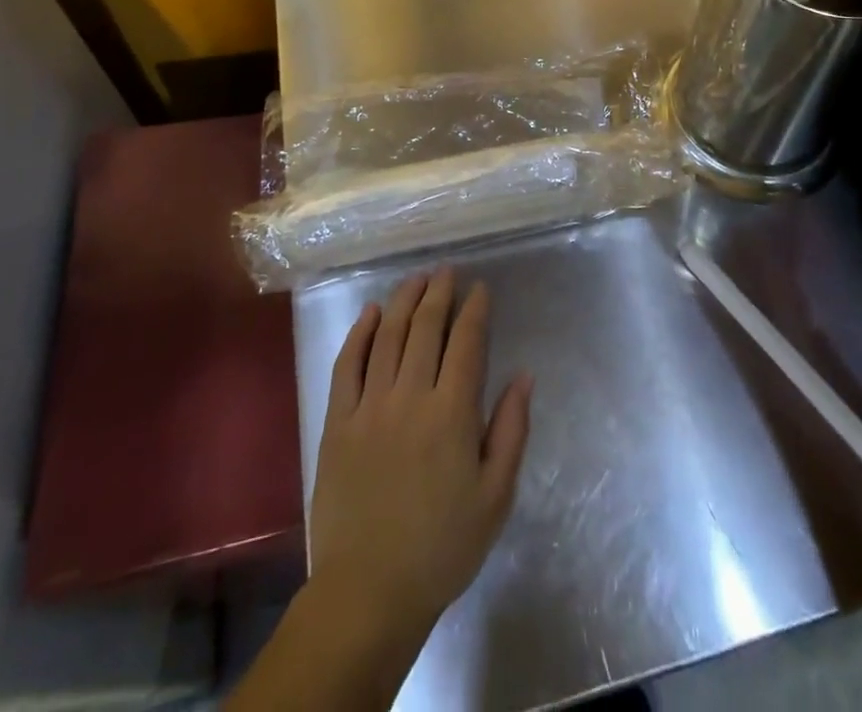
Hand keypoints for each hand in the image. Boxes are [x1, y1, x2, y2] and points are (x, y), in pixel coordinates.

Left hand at [308, 267, 532, 650]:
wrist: (369, 591)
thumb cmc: (442, 547)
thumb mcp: (495, 497)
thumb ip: (511, 431)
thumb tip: (524, 376)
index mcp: (452, 414)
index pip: (467, 343)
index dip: (475, 310)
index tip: (480, 288)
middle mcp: (410, 397)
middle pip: (426, 328)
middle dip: (439, 293)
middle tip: (446, 271)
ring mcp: (369, 406)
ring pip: (388, 336)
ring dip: (403, 301)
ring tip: (416, 279)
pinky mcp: (337, 421)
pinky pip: (347, 365)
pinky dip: (360, 333)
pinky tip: (370, 312)